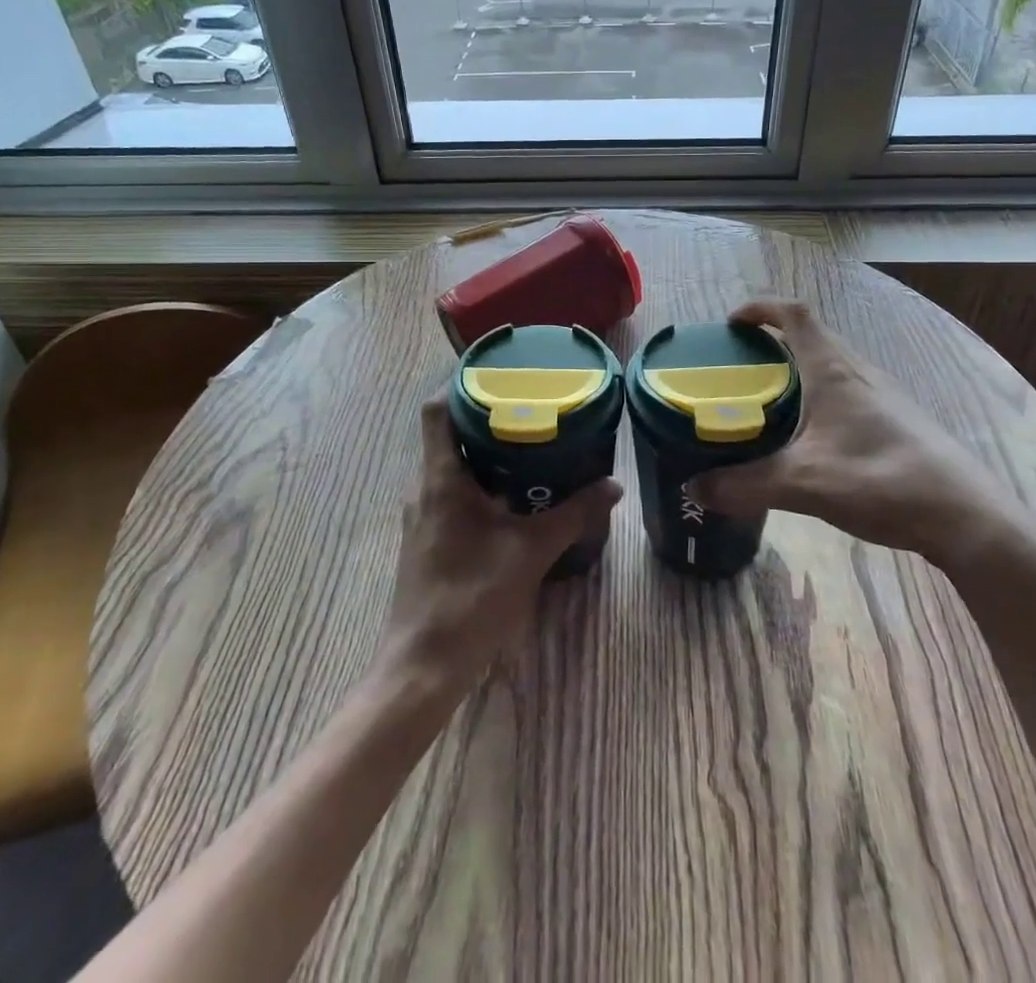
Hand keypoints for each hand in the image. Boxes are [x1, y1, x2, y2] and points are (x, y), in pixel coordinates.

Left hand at [377, 396, 621, 698]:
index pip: (435, 409)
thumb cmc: (471, 598)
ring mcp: (422, 514)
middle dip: (484, 413)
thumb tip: (613, 486)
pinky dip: (480, 480)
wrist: (424, 665)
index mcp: (440, 478)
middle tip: (528, 402)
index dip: (458, 381)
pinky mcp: (428, 537)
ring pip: (451, 464)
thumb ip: (573, 515)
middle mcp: (424, 487)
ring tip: (529, 440)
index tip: (495, 369)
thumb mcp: (530, 552)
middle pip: (447, 432)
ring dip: (484, 449)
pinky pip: (452, 491)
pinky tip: (514, 493)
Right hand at [689, 299, 1026, 569]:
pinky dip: (817, 397)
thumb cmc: (881, 481)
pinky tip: (810, 438)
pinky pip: (846, 391)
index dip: (760, 308)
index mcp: (834, 370)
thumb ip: (744, 485)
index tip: (730, 324)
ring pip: (830, 365)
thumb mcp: (803, 484)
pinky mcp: (896, 420)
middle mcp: (859, 371)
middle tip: (739, 370)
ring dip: (796, 371)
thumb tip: (695, 488)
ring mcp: (883, 394)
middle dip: (771, 343)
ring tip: (767, 402)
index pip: (794, 314)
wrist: (965, 517)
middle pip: (811, 337)